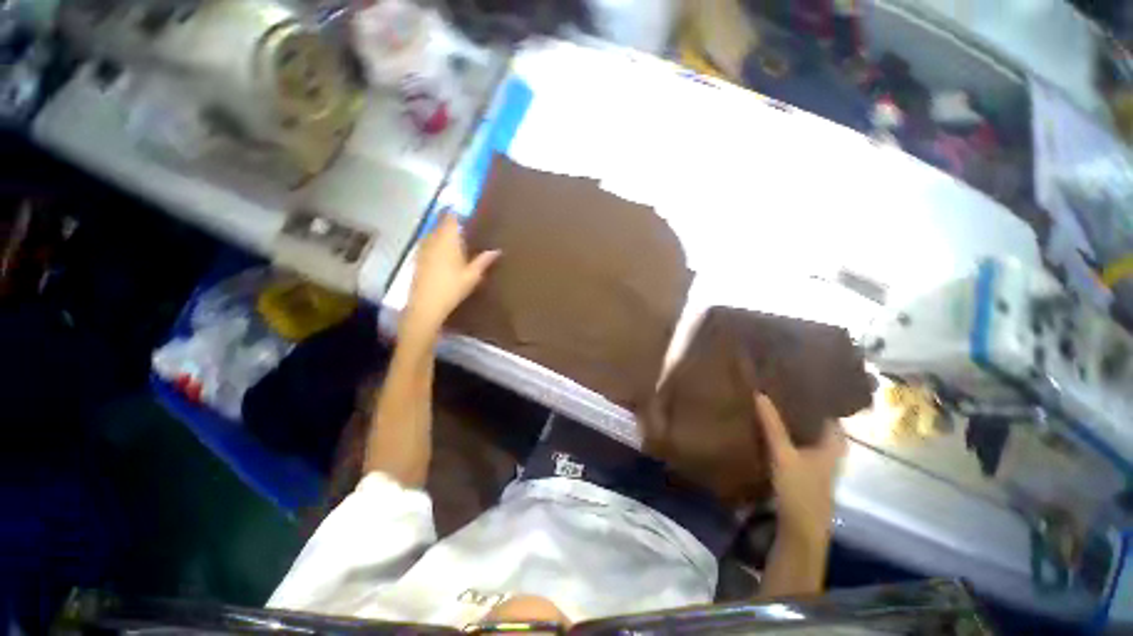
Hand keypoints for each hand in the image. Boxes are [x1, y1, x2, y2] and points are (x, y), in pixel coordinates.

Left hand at [404, 213, 499, 335]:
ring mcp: (423, 247)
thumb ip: (484, 260)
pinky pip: (428, 242)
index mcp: (448, 240)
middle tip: (465, 224)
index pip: (451, 217)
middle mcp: (433, 239)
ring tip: (456, 237)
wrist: (426, 304)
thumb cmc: (452, 288)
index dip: (458, 211)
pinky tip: (443, 251)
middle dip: (451, 221)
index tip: (466, 209)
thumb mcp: (472, 275)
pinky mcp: (418, 257)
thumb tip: (497, 250)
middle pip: (441, 223)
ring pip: (433, 232)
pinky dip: (436, 242)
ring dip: (443, 231)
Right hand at [755, 393, 846, 542]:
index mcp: (833, 444)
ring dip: (793, 420)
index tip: (799, 380)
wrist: (800, 529)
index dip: (818, 397)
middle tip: (780, 387)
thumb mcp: (783, 454)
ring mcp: (817, 461)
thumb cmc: (799, 490)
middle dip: (802, 406)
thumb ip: (772, 425)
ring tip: (773, 401)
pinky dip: (787, 433)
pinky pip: (797, 443)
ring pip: (806, 433)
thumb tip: (760, 393)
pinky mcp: (804, 470)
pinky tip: (770, 427)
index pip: (831, 413)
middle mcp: (829, 450)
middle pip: (817, 422)